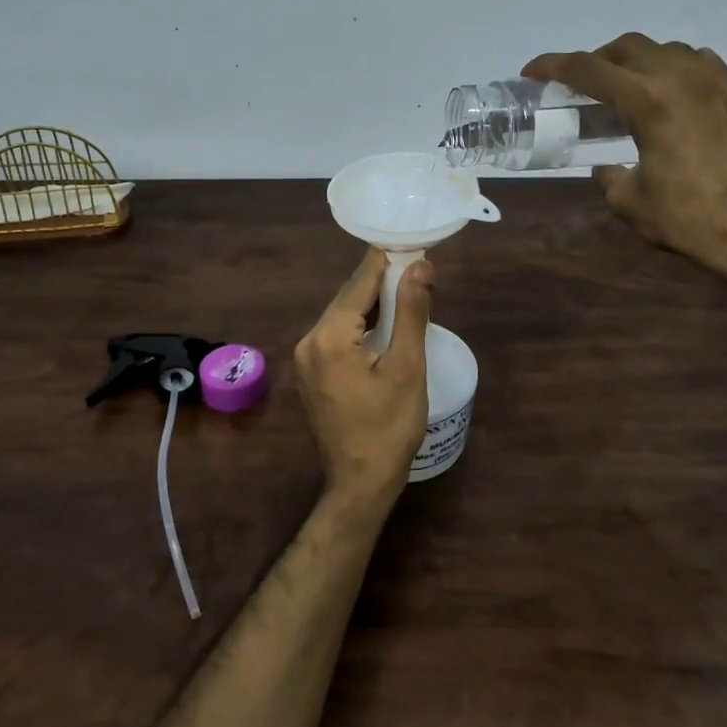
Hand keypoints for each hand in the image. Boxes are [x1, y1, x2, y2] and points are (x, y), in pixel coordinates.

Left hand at [294, 247, 433, 515]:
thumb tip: (420, 266)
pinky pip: (337, 335)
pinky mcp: (312, 373)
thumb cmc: (389, 427)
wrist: (360, 483)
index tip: (410, 243)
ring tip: (405, 288)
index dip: (386, 262)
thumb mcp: (407, 367)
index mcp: (328, 336)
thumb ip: (411, 312)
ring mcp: (306, 359)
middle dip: (379, 281)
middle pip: (347, 298)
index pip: (359, 284)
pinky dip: (360, 325)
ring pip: (342, 317)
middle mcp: (309, 341)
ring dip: (371, 303)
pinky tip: (383, 323)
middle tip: (414, 264)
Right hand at [522, 34, 726, 287]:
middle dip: (597, 59)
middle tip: (583, 84)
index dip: (553, 66)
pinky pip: (704, 66)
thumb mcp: (630, 203)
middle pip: (629, 46)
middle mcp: (683, 79)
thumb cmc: (689, 220)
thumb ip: (609, 177)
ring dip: (640, 62)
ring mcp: (720, 83)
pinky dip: (679, 72)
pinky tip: (676, 98)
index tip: (532, 71)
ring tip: (630, 89)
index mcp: (648, 101)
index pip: (589, 69)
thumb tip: (606, 168)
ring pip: (669, 50)